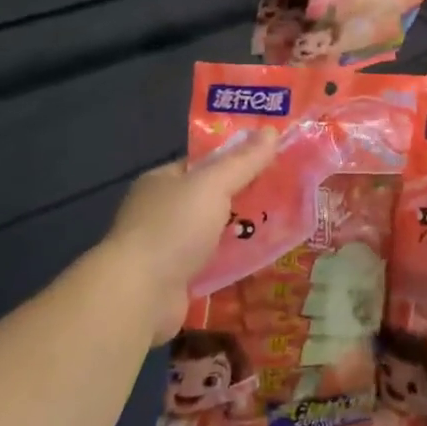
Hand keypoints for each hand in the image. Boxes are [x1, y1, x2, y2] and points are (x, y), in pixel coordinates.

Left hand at [97, 131, 279, 342]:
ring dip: (242, 232)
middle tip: (286, 194)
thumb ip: (243, 161)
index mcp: (162, 181)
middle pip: (211, 198)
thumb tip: (271, 131)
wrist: (140, 294)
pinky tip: (262, 259)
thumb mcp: (213, 185)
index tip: (272, 160)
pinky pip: (213, 262)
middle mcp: (161, 211)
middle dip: (245, 197)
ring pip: (214, 232)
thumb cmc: (174, 228)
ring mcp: (167, 246)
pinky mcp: (177, 278)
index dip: (236, 159)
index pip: (203, 163)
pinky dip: (233, 261)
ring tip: (284, 226)